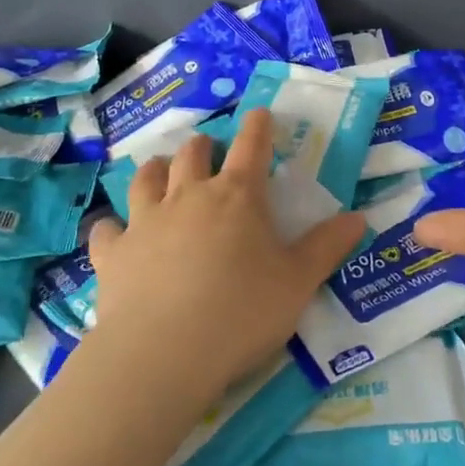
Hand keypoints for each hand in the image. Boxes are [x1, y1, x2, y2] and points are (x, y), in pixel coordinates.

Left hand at [84, 109, 365, 407]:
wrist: (164, 352)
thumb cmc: (242, 312)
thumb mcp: (299, 282)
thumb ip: (327, 247)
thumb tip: (358, 217)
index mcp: (238, 197)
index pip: (252, 146)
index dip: (258, 126)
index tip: (259, 113)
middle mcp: (189, 196)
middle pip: (192, 154)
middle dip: (203, 145)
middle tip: (208, 148)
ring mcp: (146, 221)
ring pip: (146, 178)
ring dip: (155, 169)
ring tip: (159, 169)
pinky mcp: (113, 253)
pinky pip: (106, 229)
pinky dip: (112, 226)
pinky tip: (114, 231)